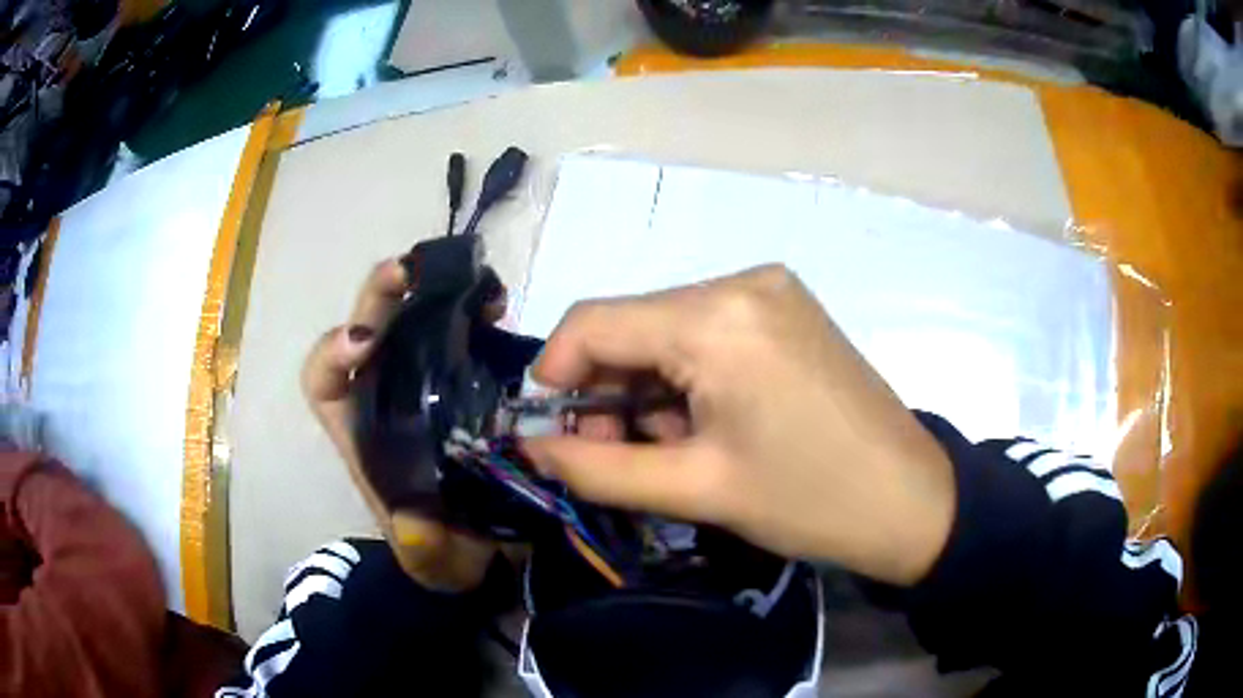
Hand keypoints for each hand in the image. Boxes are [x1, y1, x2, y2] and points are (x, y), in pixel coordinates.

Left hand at [302, 258, 495, 591]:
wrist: (484, 549)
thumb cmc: (442, 551)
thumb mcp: (428, 560)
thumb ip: (420, 548)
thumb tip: (418, 525)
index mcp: (360, 432)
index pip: (323, 380)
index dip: (331, 353)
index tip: (362, 342)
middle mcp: (386, 396)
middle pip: (369, 332)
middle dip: (380, 297)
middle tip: (409, 271)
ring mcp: (427, 382)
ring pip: (414, 322)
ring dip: (431, 291)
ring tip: (467, 277)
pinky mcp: (468, 379)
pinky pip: (464, 335)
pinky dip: (477, 313)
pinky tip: (499, 306)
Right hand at [523, 265, 955, 585]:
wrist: (910, 499)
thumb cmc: (807, 500)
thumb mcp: (694, 489)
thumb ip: (596, 468)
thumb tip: (531, 447)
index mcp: (716, 318)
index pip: (594, 321)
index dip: (555, 372)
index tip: (551, 427)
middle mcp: (741, 281)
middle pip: (633, 324)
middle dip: (609, 389)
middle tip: (617, 453)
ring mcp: (771, 288)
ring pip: (669, 329)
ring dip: (651, 386)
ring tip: (676, 446)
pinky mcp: (788, 306)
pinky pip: (709, 330)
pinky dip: (689, 373)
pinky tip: (710, 420)